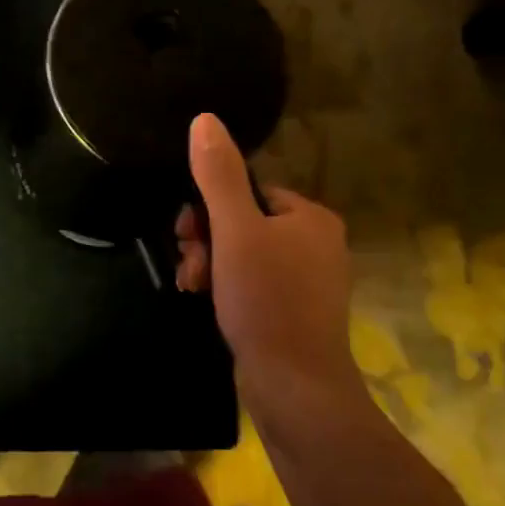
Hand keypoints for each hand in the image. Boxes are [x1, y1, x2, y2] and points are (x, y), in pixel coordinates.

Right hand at [176, 113, 365, 424]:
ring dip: (210, 265)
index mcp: (310, 217)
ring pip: (242, 254)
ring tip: (194, 286)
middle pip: (242, 223)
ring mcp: (307, 280)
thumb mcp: (235, 231)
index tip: (188, 235)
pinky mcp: (294, 311)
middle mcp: (316, 243)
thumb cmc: (267, 300)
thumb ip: (218, 175)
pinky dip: (226, 287)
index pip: (247, 191)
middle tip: (190, 266)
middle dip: (206, 241)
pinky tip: (207, 301)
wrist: (295, 386)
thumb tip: (205, 119)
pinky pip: (251, 282)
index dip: (210, 209)